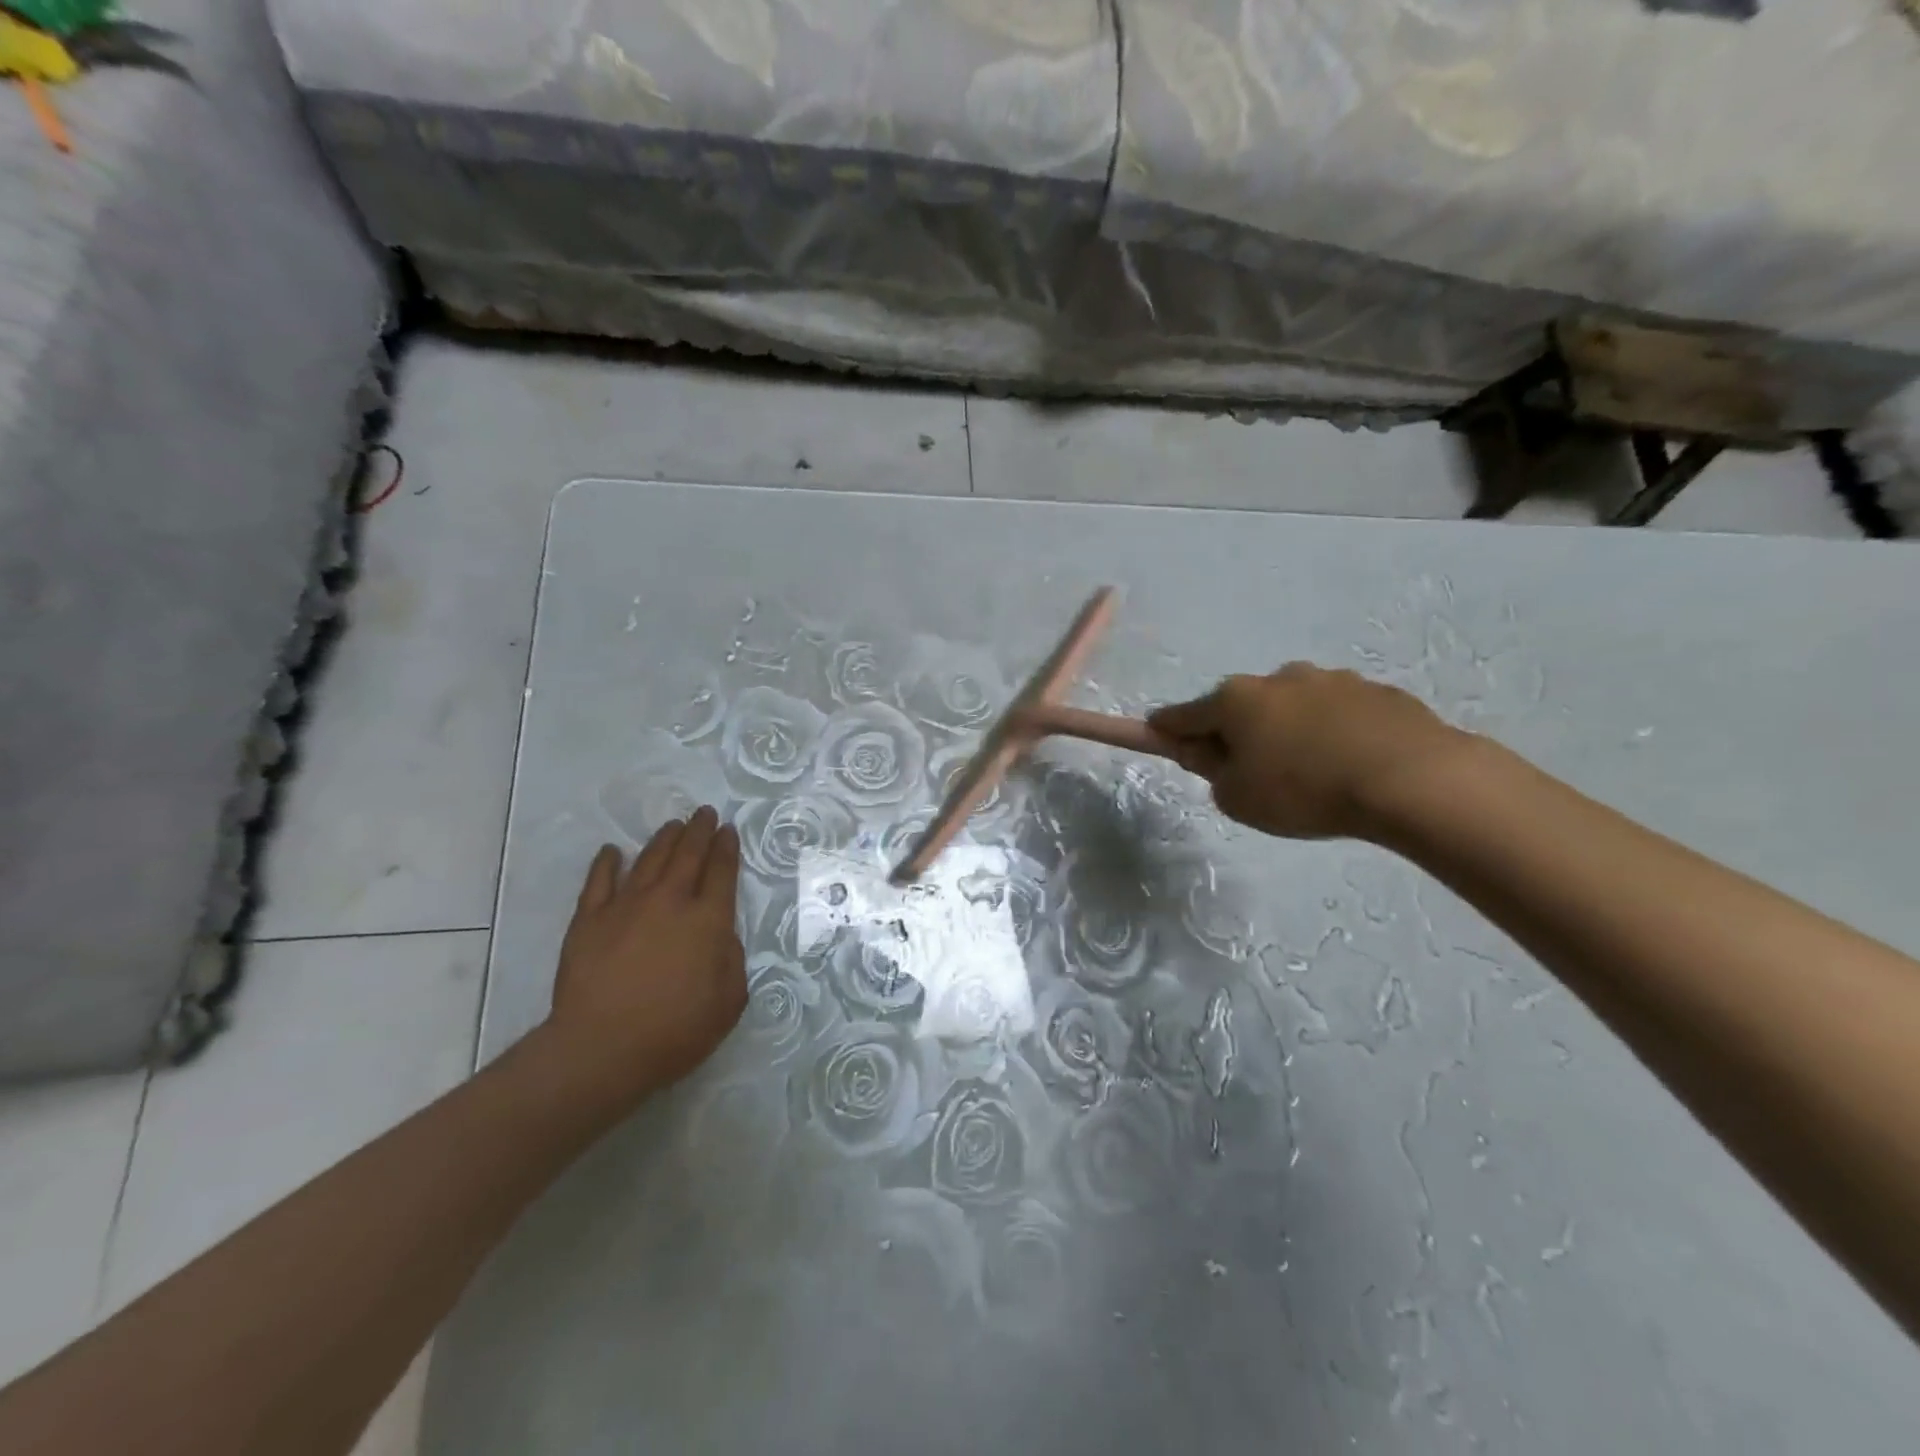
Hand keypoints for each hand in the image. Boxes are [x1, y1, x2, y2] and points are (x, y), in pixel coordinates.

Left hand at [548, 807, 747, 1103]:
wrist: (601, 1049)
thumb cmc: (675, 1031)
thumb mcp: (729, 1001)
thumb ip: (732, 960)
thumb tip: (721, 936)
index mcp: (708, 920)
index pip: (722, 872)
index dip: (727, 848)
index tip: (729, 831)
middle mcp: (670, 902)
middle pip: (688, 855)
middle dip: (700, 831)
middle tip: (705, 813)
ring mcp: (626, 906)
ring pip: (649, 859)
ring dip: (664, 839)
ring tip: (673, 825)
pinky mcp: (589, 920)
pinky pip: (599, 881)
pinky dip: (607, 862)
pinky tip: (612, 851)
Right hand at [1149, 664, 1461, 839]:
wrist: (1412, 779)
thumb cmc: (1305, 790)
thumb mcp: (1237, 798)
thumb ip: (1213, 773)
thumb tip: (1216, 754)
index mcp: (1235, 700)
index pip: (1182, 715)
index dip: (1165, 732)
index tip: (1159, 739)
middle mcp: (1277, 678)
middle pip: (1240, 708)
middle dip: (1238, 735)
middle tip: (1253, 777)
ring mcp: (1330, 679)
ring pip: (1291, 708)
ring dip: (1288, 732)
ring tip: (1314, 776)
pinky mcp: (1376, 691)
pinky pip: (1337, 715)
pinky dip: (1332, 734)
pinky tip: (1351, 766)